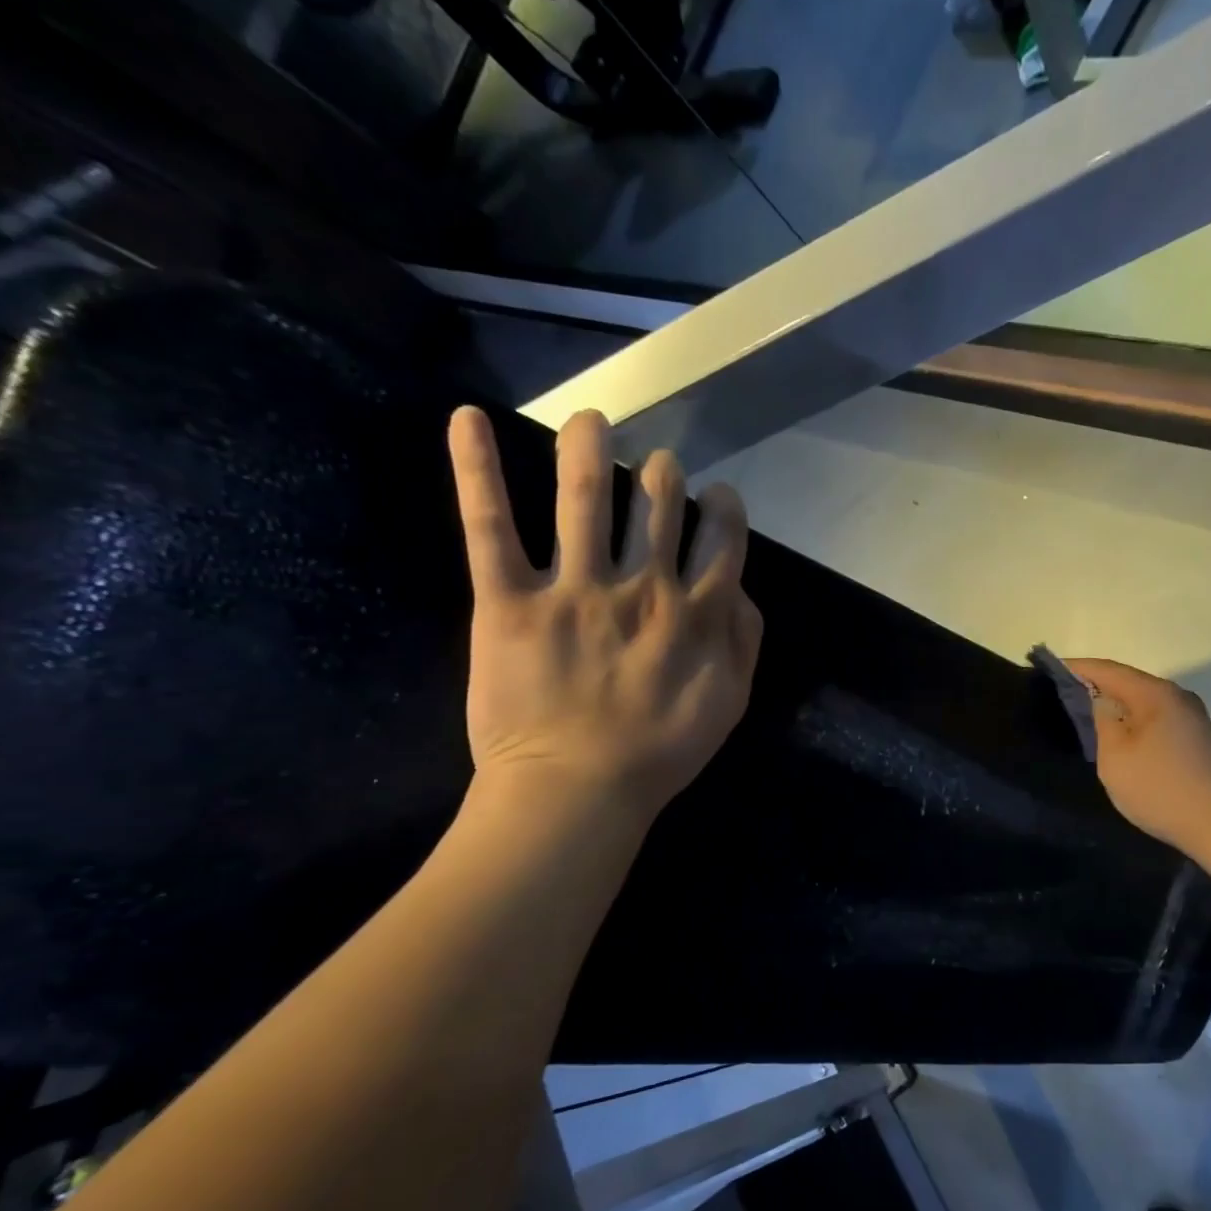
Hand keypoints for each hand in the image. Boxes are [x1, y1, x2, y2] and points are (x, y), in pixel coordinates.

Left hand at [447, 407, 761, 820]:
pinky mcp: (509, 601)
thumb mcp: (731, 702)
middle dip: (661, 475)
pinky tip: (466, 418)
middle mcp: (643, 586)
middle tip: (655, 464)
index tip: (717, 496)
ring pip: (585, 498)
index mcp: (696, 612)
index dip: (723, 507)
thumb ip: (744, 640)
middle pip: (658, 505)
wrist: (578, 792)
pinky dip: (476, 469)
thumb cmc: (661, 753)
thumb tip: (736, 587)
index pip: (721, 538)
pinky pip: (491, 526)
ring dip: (588, 448)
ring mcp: (575, 588)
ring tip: (589, 419)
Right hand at [1061, 658, 1210, 854]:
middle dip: (1095, 685)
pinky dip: (1133, 720)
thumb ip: (1101, 720)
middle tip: (1061, 695)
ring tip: (1085, 715)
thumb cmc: (1159, 788)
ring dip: (1115, 705)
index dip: (1076, 668)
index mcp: (1155, 694)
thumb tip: (1098, 699)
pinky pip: (1156, 717)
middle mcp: (1177, 696)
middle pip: (1128, 681)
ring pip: (1143, 701)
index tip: (1048, 670)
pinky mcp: (1197, 738)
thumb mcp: (1115, 756)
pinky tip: (1119, 735)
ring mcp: (1191, 717)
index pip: (1108, 669)